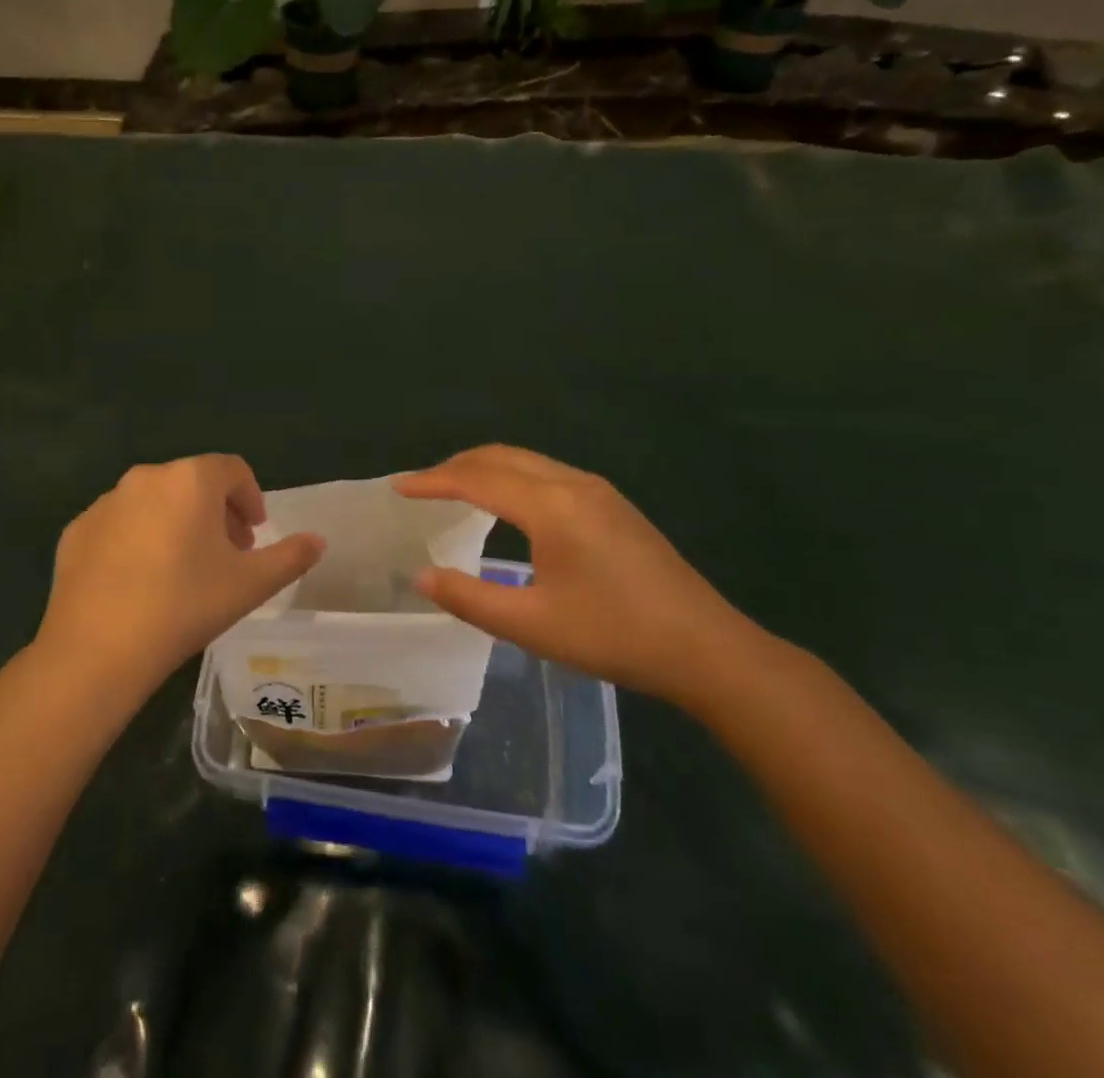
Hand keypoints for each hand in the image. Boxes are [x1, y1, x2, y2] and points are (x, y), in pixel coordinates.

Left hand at [34, 455, 324, 705]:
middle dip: (216, 512)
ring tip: (184, 569)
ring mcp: (106, 502)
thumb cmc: (185, 605)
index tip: (254, 533)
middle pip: (193, 483)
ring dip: (177, 523)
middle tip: (227, 554)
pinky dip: (138, 539)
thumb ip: (291, 556)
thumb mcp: (251, 584)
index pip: (232, 470)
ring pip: (154, 501)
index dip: (250, 497)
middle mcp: (146, 477)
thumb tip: (319, 541)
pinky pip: (120, 525)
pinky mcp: (77, 530)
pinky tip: (141, 581)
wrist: (97, 649)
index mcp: (191, 480)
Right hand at [396, 445, 761, 708]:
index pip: (477, 479)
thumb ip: (469, 598)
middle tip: (422, 486)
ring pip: (527, 460)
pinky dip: (512, 475)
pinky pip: (547, 472)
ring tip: (455, 489)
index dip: (433, 481)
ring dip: (485, 467)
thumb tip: (421, 575)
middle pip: (501, 457)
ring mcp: (597, 490)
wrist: (705, 648)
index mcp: (550, 507)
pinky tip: (507, 503)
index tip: (398, 487)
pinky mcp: (612, 503)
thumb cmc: (614, 636)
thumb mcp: (532, 625)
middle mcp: (572, 483)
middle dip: (456, 466)